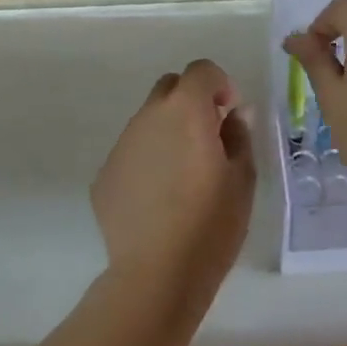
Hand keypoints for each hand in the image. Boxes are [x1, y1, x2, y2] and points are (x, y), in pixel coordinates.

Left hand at [91, 60, 254, 294]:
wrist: (157, 274)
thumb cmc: (211, 223)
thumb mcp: (242, 178)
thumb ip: (239, 135)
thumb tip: (236, 113)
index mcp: (186, 111)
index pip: (200, 71)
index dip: (219, 84)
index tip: (229, 113)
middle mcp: (148, 117)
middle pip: (169, 88)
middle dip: (190, 101)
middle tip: (208, 137)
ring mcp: (121, 145)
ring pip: (148, 121)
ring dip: (168, 132)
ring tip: (183, 175)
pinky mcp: (104, 175)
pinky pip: (132, 153)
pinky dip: (148, 161)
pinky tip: (159, 199)